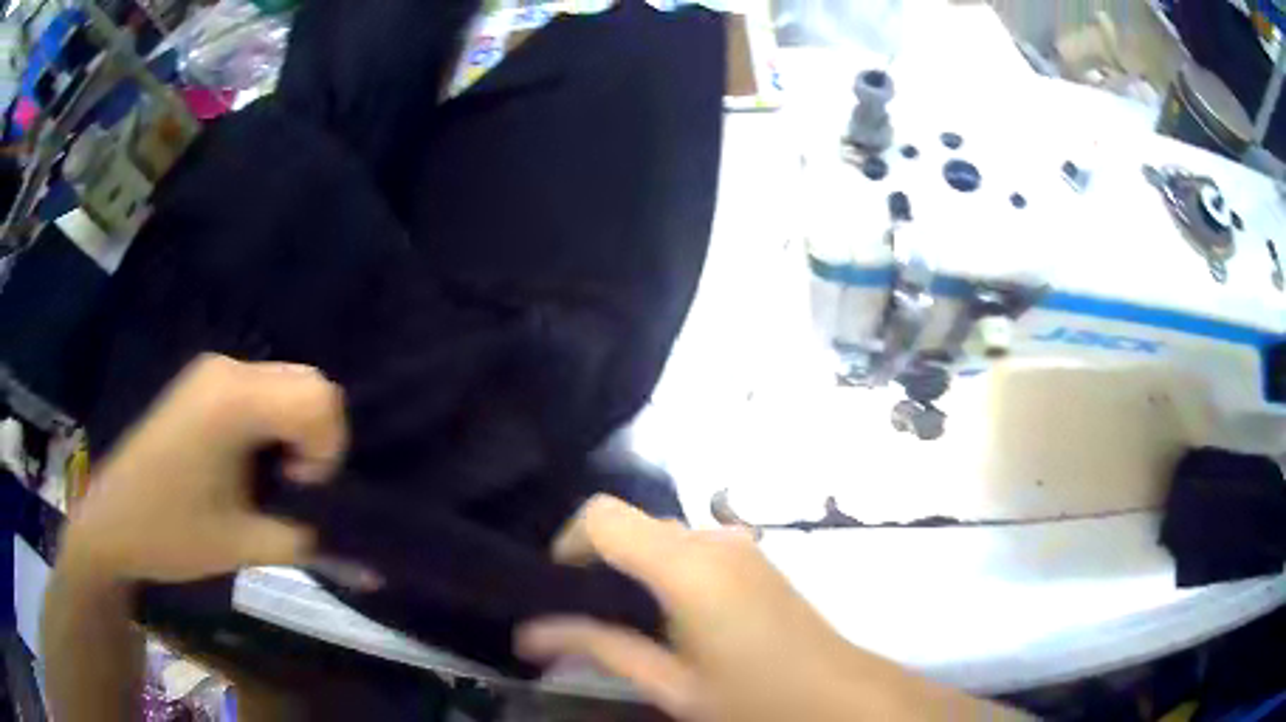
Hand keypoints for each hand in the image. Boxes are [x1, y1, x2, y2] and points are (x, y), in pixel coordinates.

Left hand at [63, 354, 346, 583]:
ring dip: (296, 432)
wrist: (110, 521)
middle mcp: (227, 369)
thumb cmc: (170, 533)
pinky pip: (262, 390)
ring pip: (288, 384)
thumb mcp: (243, 545)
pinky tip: (250, 462)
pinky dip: (275, 425)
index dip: (327, 450)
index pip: (320, 398)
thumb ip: (307, 541)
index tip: (299, 492)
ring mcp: (213, 372)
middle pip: (310, 383)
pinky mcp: (204, 384)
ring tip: (270, 478)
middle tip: (291, 486)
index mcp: (233, 400)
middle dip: (318, 438)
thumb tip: (366, 561)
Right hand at [516, 496, 1016, 721]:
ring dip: (632, 567)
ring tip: (626, 623)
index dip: (568, 542)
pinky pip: (690, 546)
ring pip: (661, 535)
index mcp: (687, 566)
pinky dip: (663, 568)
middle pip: (631, 523)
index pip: (602, 515)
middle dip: (598, 560)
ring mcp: (739, 543)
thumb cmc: (754, 697)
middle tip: (583, 616)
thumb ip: (599, 650)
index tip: (558, 588)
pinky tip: (671, 618)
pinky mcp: (753, 555)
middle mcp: (712, 538)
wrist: (839, 693)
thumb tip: (529, 634)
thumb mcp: (671, 684)